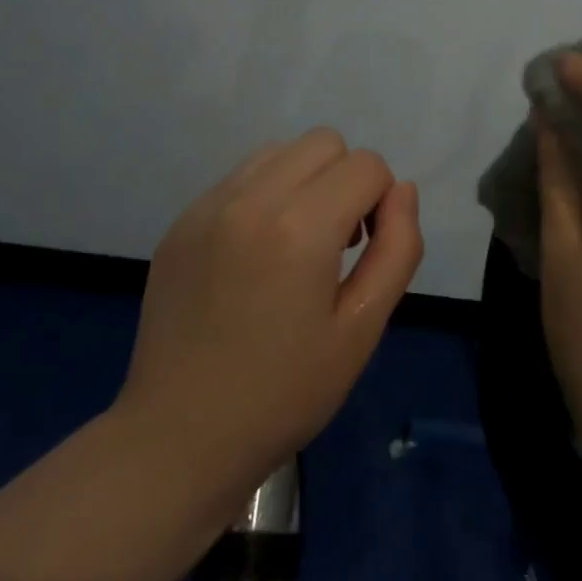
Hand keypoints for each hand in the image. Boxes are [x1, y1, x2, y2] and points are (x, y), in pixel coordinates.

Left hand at [119, 129, 423, 506]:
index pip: (366, 165)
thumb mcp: (362, 329)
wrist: (179, 438)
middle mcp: (249, 199)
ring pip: (279, 152)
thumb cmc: (285, 393)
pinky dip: (264, 196)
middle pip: (323, 142)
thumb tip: (402, 191)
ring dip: (304, 181)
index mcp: (299, 228)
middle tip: (337, 244)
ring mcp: (206, 207)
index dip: (381, 202)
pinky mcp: (180, 223)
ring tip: (296, 244)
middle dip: (346, 181)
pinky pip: (239, 179)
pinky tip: (256, 255)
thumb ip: (397, 249)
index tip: (366, 251)